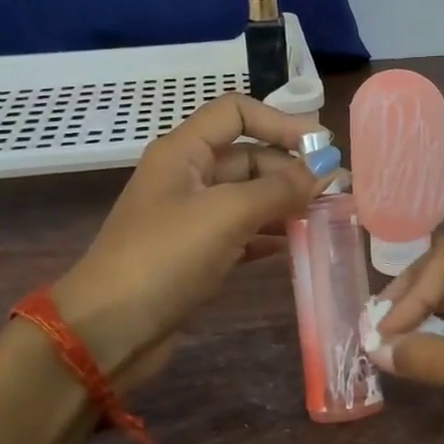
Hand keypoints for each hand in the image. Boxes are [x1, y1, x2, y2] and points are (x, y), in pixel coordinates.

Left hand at [49, 94, 337, 385]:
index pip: (237, 112)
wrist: (107, 331)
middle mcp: (188, 177)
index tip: (322, 146)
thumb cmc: (164, 258)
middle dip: (291, 169)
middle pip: (249, 156)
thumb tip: (327, 171)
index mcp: (184, 152)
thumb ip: (280, 189)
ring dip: (286, 203)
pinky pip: (244, 232)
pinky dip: (270, 234)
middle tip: (336, 191)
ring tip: (326, 217)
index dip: (281, 122)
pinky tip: (298, 244)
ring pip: (250, 197)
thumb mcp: (226, 214)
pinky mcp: (197, 254)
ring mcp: (192, 218)